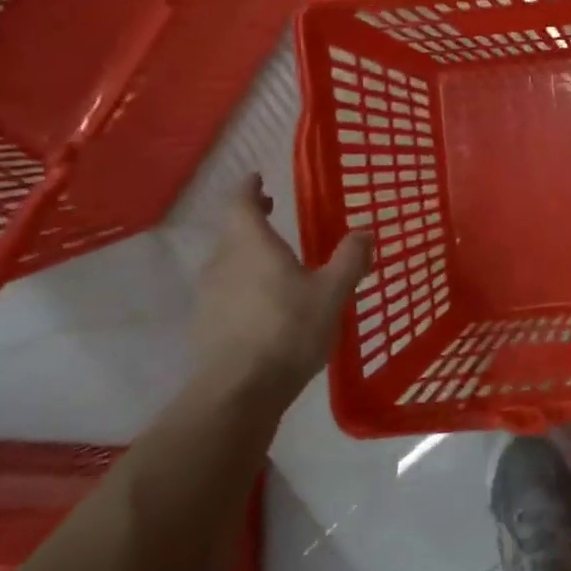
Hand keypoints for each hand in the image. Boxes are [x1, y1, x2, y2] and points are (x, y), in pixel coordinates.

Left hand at [192, 176, 370, 401]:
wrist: (239, 392)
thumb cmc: (289, 330)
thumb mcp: (332, 292)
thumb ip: (349, 259)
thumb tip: (364, 232)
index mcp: (251, 245)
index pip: (240, 203)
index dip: (248, 188)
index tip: (257, 178)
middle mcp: (223, 263)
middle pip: (232, 232)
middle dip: (251, 219)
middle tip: (270, 211)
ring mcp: (209, 296)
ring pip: (227, 263)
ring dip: (247, 254)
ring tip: (274, 262)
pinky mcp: (205, 326)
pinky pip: (225, 293)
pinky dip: (243, 286)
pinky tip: (263, 306)